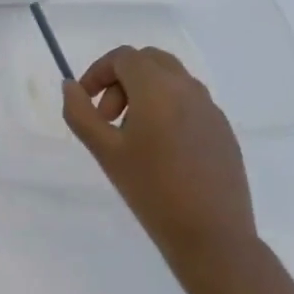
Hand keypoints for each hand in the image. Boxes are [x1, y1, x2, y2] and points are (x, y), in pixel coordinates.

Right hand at [62, 46, 256, 261]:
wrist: (211, 235)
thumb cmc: (151, 190)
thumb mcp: (104, 151)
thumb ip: (80, 113)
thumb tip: (70, 86)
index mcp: (158, 88)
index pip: (123, 57)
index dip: (98, 72)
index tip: (86, 100)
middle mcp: (188, 89)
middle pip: (149, 61)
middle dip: (121, 79)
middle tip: (108, 117)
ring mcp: (211, 108)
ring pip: (171, 79)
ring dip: (144, 92)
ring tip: (131, 136)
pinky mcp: (223, 130)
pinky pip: (189, 102)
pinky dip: (167, 108)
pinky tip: (161, 150)